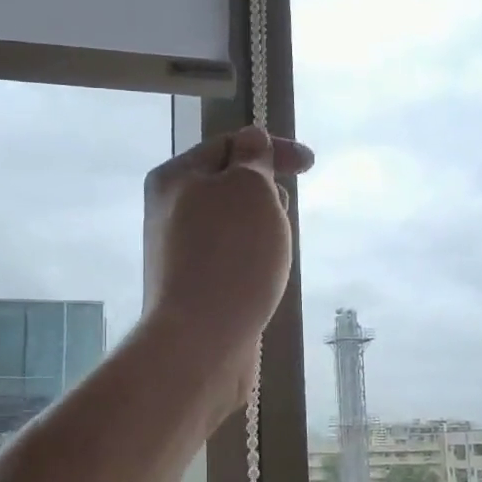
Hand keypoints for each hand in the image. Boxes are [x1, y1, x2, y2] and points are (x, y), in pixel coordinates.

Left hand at [141, 127, 311, 416]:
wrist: (201, 341)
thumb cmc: (230, 255)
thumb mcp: (248, 188)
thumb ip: (253, 158)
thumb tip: (251, 140)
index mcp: (174, 179)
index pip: (228, 145)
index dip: (271, 148)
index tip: (310, 165)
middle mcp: (170, 212)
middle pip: (229, 187)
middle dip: (266, 194)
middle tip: (279, 217)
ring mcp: (180, 253)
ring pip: (234, 226)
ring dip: (262, 230)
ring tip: (272, 254)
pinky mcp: (194, 288)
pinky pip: (232, 260)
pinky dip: (253, 261)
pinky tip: (263, 280)